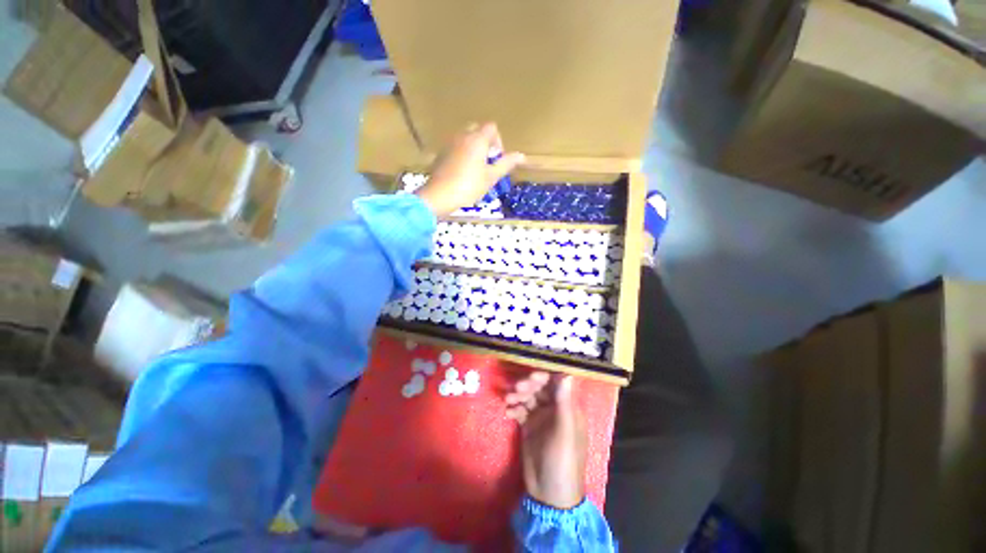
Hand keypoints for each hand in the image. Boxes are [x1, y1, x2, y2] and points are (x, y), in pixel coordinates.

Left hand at [416, 122, 524, 216]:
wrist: (440, 195)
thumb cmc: (469, 186)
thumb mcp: (491, 177)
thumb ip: (506, 164)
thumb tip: (521, 156)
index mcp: (477, 139)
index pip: (492, 128)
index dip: (498, 141)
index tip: (497, 159)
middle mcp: (462, 135)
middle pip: (477, 130)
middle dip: (485, 143)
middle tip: (487, 163)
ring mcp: (449, 143)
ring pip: (465, 138)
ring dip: (473, 148)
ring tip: (475, 169)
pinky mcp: (440, 153)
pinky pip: (455, 148)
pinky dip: (461, 154)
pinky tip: (461, 173)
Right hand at [506, 372, 586, 509]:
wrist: (549, 494)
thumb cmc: (562, 461)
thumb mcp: (564, 431)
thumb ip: (564, 402)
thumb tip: (568, 373)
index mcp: (568, 407)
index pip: (557, 382)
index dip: (544, 376)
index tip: (530, 375)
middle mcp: (555, 408)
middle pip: (541, 387)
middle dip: (528, 385)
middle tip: (516, 388)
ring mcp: (541, 417)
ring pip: (529, 397)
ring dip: (518, 395)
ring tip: (508, 399)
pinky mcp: (529, 426)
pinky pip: (521, 410)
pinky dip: (514, 408)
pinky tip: (508, 413)